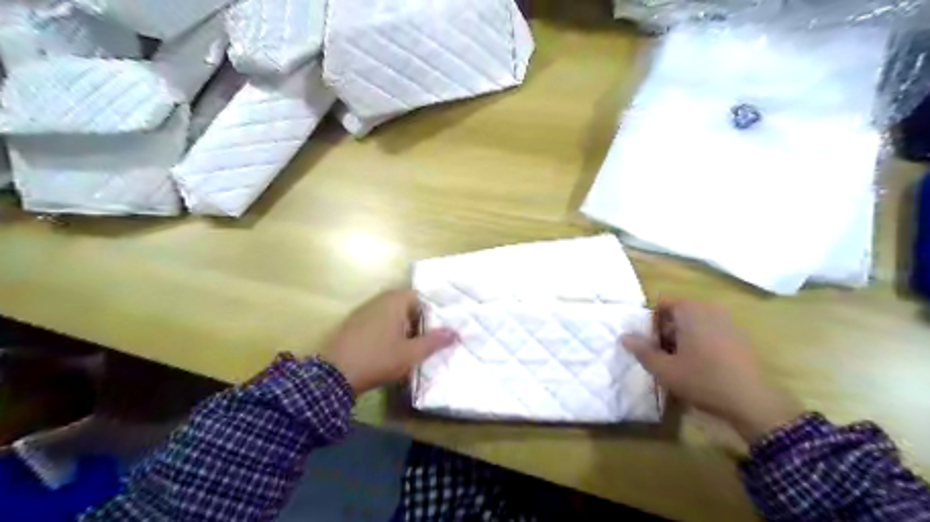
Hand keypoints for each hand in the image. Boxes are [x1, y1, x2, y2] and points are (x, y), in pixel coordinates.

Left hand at [319, 291, 455, 395]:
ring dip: (400, 328)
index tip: (435, 331)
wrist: (334, 375)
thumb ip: (435, 341)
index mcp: (394, 301)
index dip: (430, 313)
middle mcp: (378, 300)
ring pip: (390, 315)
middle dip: (416, 322)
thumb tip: (455, 332)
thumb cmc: (378, 359)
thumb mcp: (411, 353)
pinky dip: (385, 332)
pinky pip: (376, 322)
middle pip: (405, 305)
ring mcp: (362, 311)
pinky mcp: (352, 324)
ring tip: (406, 349)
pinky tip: (385, 351)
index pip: (419, 297)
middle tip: (423, 342)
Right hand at [617, 299, 799, 441]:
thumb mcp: (664, 369)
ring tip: (678, 363)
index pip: (662, 304)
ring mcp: (727, 322)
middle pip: (678, 313)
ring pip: (694, 324)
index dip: (651, 323)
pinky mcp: (739, 337)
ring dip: (682, 339)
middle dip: (665, 331)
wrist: (753, 402)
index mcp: (690, 310)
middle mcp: (709, 309)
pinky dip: (699, 343)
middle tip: (660, 355)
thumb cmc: (703, 380)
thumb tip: (624, 336)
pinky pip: (710, 332)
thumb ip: (642, 350)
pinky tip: (700, 367)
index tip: (649, 344)